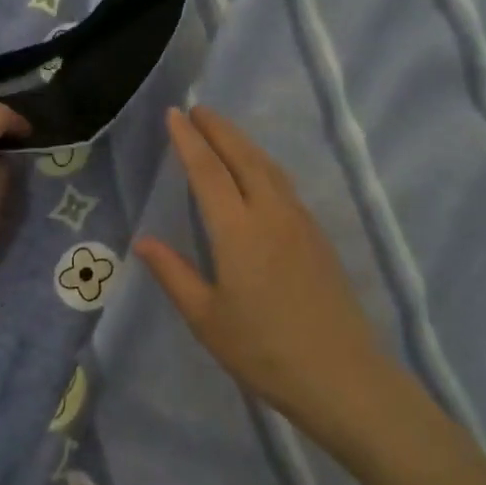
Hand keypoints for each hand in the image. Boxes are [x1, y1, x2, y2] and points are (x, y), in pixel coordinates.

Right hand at [135, 107, 408, 449]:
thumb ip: (174, 274)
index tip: (175, 114)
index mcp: (239, 232)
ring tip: (224, 132)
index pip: (208, 172)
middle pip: (244, 158)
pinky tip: (258, 175)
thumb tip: (144, 242)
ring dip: (244, 144)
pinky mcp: (318, 238)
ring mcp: (301, 224)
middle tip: (198, 109)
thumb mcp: (206, 319)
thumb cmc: (264, 351)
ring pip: (269, 169)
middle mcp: (272, 215)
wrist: (341, 376)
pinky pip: (285, 186)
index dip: (189, 141)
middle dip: (219, 130)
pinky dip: (264, 166)